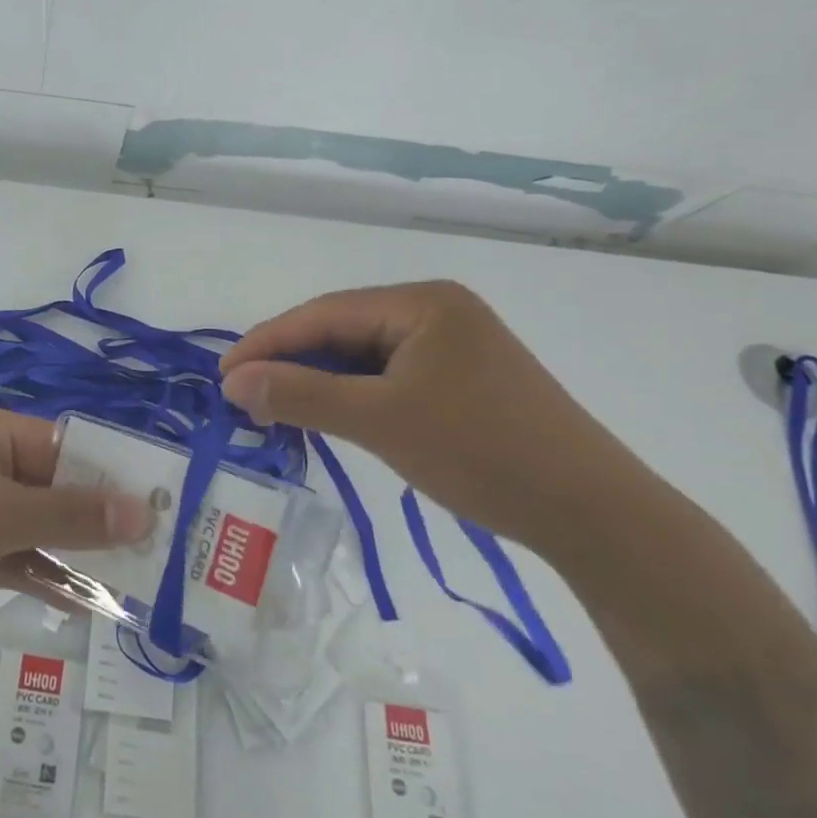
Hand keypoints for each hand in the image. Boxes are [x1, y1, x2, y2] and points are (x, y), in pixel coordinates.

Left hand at [0, 404, 155, 661]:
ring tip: (131, 581)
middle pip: (50, 485)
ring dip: (73, 552)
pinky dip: (43, 575)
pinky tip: (86, 602)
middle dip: (95, 518)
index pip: (61, 444)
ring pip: (33, 525)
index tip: (157, 507)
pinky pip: (11, 556)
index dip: (108, 474)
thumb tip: (143, 512)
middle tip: (154, 550)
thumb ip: (70, 515)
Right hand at [219, 281, 654, 559]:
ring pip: (363, 357)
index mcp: (421, 302)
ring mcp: (453, 346)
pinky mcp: (463, 380)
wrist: (594, 515)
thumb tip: (230, 381)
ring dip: (319, 383)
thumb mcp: (380, 421)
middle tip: (244, 398)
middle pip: (342, 331)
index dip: (267, 343)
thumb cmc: (482, 452)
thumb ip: (301, 396)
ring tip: (276, 410)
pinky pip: (389, 377)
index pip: (323, 314)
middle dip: (291, 363)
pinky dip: (353, 397)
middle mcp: (436, 311)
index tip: (222, 375)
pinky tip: (330, 417)